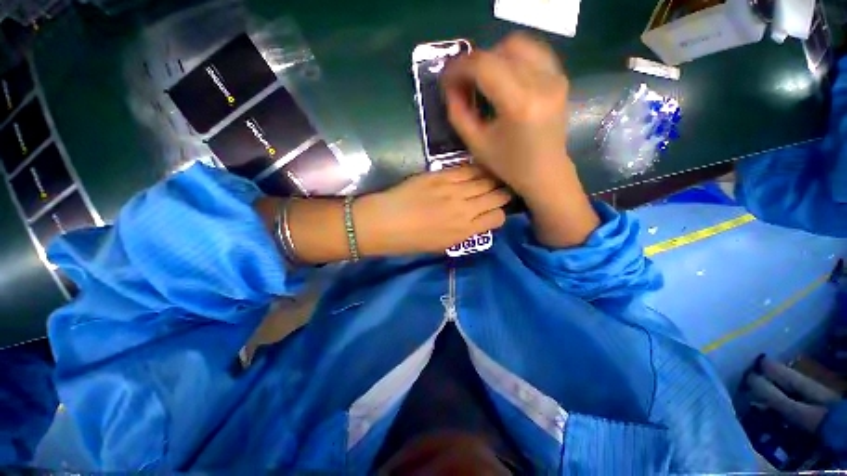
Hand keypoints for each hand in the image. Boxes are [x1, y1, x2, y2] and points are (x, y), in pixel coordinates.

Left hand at [354, 165, 510, 254]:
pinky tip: (476, 169)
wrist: (386, 223)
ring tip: (491, 178)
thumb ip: (464, 232)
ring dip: (492, 179)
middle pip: (496, 196)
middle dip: (501, 193)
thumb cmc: (412, 240)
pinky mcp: (442, 175)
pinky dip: (476, 169)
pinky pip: (467, 169)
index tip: (494, 210)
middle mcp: (465, 209)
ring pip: (486, 180)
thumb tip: (477, 220)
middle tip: (498, 191)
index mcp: (465, 231)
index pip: (498, 218)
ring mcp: (454, 190)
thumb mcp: (442, 245)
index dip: (499, 213)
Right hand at [442, 32, 571, 199]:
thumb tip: (450, 87)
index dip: (459, 67)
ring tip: (481, 79)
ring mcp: (555, 76)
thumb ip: (458, 113)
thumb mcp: (476, 144)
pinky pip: (533, 51)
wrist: (545, 172)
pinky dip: (512, 58)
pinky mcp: (560, 77)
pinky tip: (502, 76)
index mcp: (519, 104)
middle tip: (462, 82)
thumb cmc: (509, 165)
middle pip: (499, 50)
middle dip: (473, 63)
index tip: (446, 80)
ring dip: (493, 57)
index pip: (483, 65)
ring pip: (517, 44)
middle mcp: (541, 82)